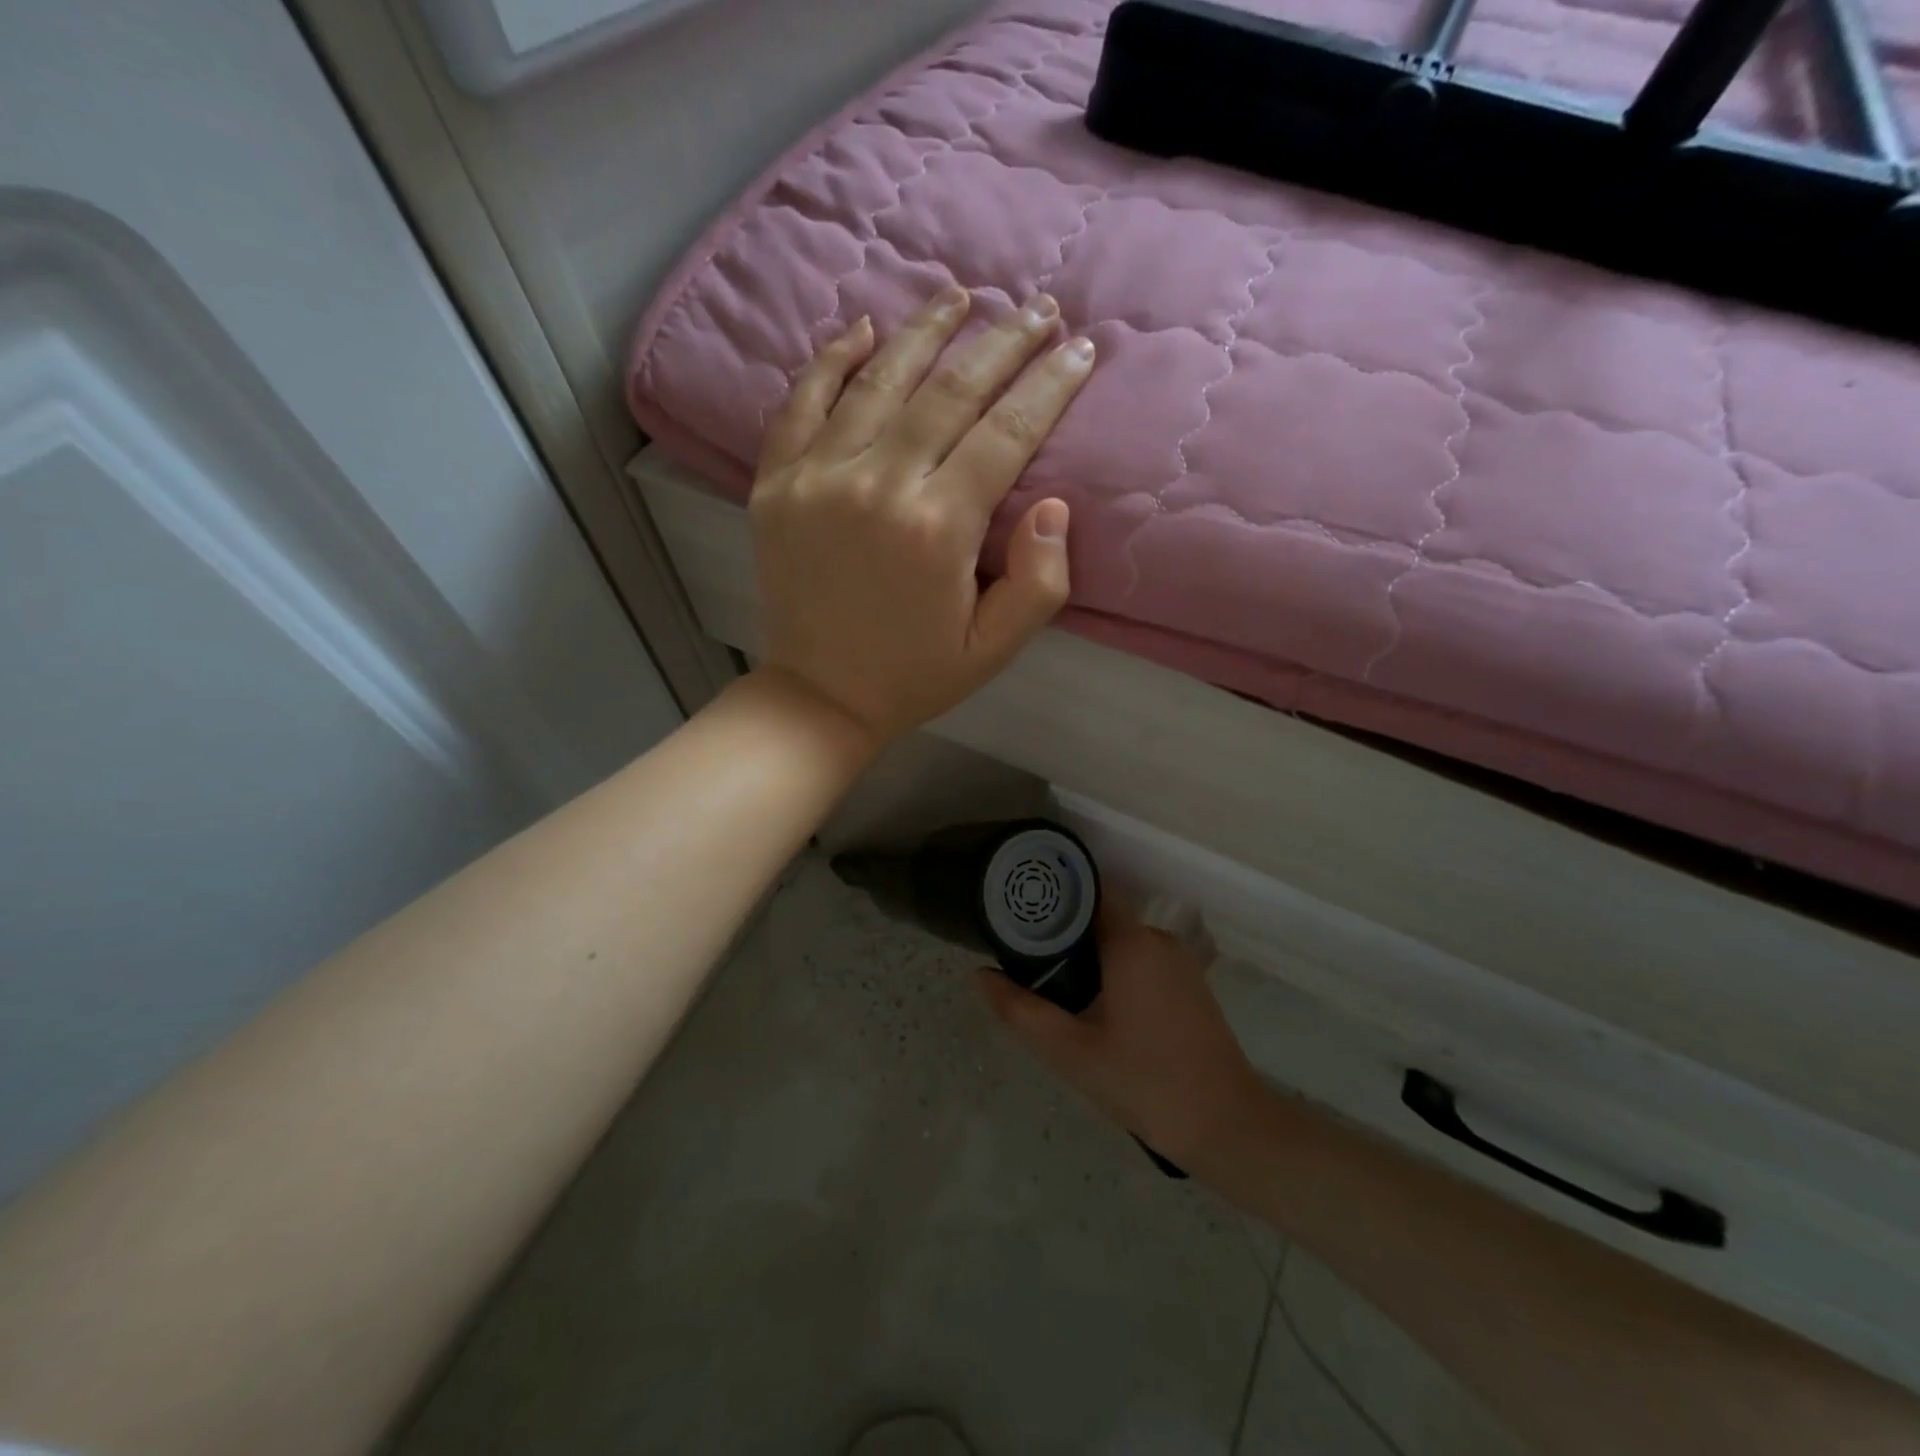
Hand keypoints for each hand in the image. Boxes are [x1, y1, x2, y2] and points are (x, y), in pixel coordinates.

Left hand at [750, 286, 1095, 744]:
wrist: (820, 695)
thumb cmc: (915, 675)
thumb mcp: (994, 648)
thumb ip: (1039, 581)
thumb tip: (1054, 503)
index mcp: (939, 528)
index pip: (1007, 433)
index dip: (1049, 385)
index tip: (1081, 349)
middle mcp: (878, 485)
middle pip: (951, 390)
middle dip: (1004, 341)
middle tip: (1038, 306)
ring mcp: (817, 478)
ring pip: (879, 379)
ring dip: (926, 330)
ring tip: (961, 295)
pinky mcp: (775, 483)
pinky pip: (802, 402)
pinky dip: (832, 360)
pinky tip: (862, 329)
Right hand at [977, 901, 1267, 1169]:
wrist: (1226, 1126)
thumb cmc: (1144, 1082)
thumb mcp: (1070, 1051)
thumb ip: (1020, 1010)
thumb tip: (979, 975)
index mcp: (1132, 942)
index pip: (1088, 891)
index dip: (1053, 895)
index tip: (1020, 910)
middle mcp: (1159, 939)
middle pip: (1101, 918)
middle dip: (1065, 935)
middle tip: (1028, 964)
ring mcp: (1180, 962)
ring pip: (1122, 943)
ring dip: (1091, 959)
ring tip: (1057, 990)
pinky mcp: (1192, 984)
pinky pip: (1143, 961)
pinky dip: (1116, 972)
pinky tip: (1098, 1009)